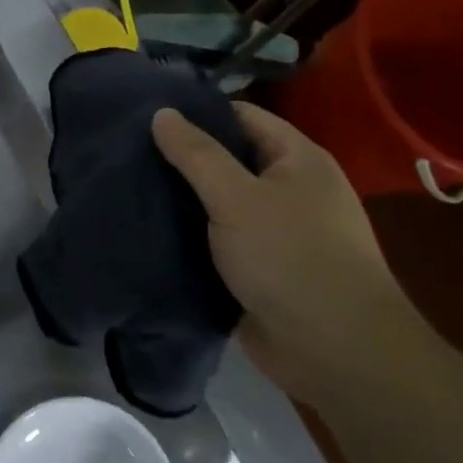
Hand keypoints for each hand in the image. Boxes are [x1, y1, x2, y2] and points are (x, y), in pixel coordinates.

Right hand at [152, 103, 436, 412]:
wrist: (334, 350)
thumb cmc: (290, 257)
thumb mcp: (236, 196)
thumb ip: (197, 154)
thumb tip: (162, 113)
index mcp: (297, 160)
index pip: (241, 117)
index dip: (197, 113)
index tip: (147, 116)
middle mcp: (289, 190)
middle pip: (228, 160)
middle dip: (182, 158)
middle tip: (127, 153)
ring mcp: (274, 232)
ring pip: (218, 203)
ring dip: (182, 200)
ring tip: (127, 187)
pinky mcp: (258, 269)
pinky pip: (217, 240)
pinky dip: (189, 236)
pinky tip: (148, 230)